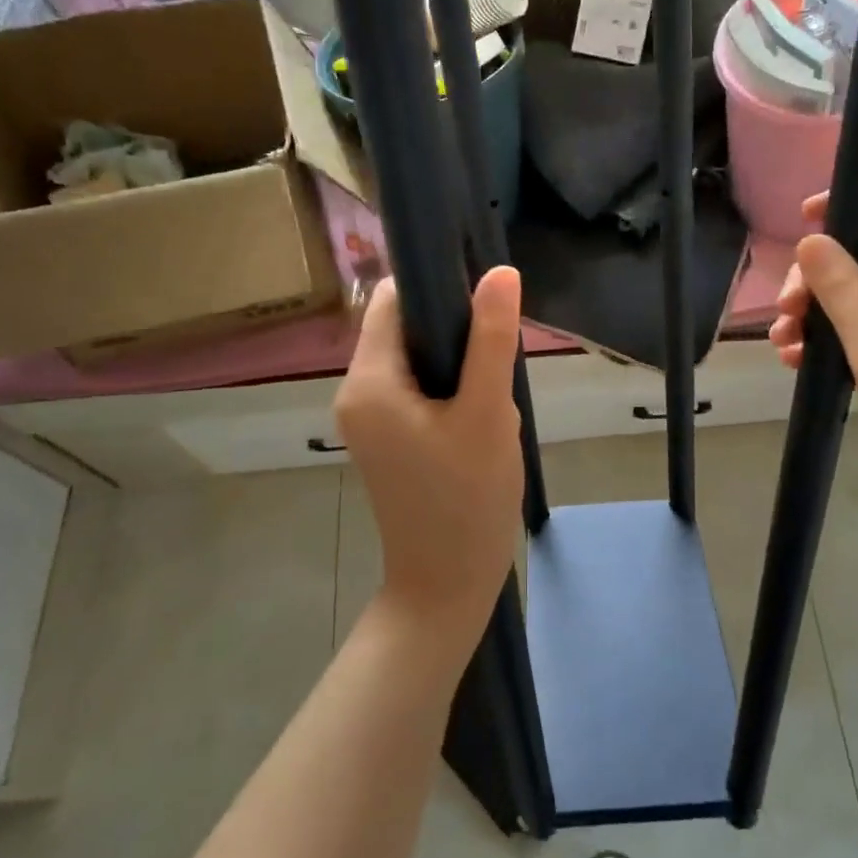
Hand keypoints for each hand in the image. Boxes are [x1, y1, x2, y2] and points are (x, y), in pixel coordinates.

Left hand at [335, 268, 524, 644]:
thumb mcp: (487, 413)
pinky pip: (417, 391)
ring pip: (417, 361)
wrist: (446, 585)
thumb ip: (491, 340)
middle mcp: (356, 394)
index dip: (438, 287)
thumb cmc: (467, 499)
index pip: (393, 301)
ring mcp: (369, 420)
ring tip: (492, 400)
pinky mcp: (387, 440)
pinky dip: (451, 391)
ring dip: (458, 366)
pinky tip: (479, 419)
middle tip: (497, 364)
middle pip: (405, 330)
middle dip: (456, 335)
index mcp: (368, 382)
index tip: (486, 302)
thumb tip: (500, 272)